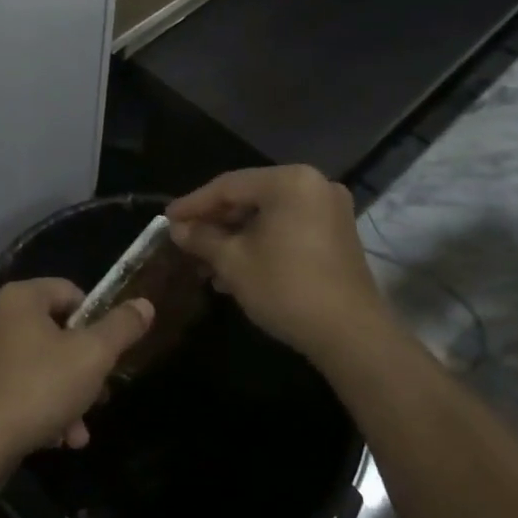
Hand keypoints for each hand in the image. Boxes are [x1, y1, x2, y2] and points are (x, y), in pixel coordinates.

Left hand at [0, 279, 153, 458]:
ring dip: (66, 395)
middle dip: (83, 369)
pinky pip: (16, 384)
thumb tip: (144, 304)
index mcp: (20, 297)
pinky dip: (38, 405)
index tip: (108, 354)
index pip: (70, 292)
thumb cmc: (39, 387)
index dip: (96, 321)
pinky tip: (54, 438)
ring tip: (78, 433)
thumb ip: (121, 328)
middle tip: (100, 398)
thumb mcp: (92, 356)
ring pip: (38, 364)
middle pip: (55, 332)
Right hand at [166, 166, 385, 359]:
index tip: (167, 219)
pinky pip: (288, 228)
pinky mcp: (337, 235)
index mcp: (289, 182)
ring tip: (205, 262)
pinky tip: (236, 269)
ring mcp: (330, 210)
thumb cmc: (286, 288)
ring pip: (268, 216)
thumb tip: (178, 229)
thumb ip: (202, 238)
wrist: (350, 335)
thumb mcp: (233, 262)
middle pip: (250, 197)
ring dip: (235, 236)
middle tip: (185, 240)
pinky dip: (261, 242)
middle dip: (215, 222)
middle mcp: (314, 185)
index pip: (228, 186)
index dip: (193, 204)